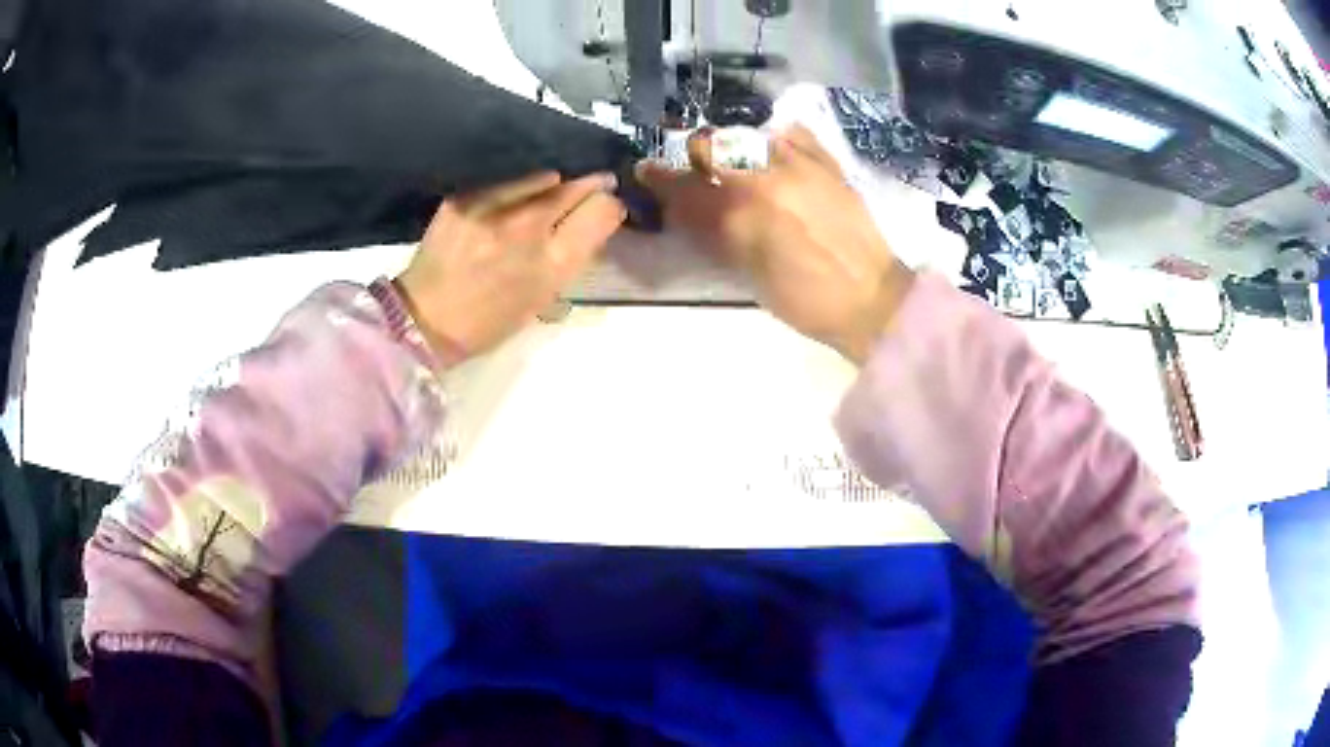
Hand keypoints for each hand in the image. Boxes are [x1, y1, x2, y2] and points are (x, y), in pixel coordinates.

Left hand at [396, 171, 625, 363]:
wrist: (424, 318)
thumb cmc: (489, 320)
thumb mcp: (542, 297)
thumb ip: (571, 256)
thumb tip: (595, 219)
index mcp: (551, 266)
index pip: (601, 211)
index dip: (609, 206)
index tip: (607, 205)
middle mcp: (527, 229)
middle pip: (575, 187)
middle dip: (590, 186)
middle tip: (595, 185)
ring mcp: (493, 209)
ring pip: (544, 178)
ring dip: (551, 187)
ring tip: (544, 199)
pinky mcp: (465, 198)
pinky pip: (507, 183)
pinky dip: (516, 191)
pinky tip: (507, 207)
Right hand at [636, 126, 914, 363]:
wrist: (871, 298)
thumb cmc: (804, 301)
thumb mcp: (748, 275)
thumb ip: (715, 235)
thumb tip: (690, 209)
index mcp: (738, 217)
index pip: (682, 186)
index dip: (659, 177)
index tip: (648, 171)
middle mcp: (762, 179)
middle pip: (709, 143)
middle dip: (696, 155)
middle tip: (702, 170)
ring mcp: (798, 164)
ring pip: (746, 133)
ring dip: (734, 145)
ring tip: (741, 162)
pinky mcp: (827, 161)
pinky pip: (790, 132)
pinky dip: (775, 139)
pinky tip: (776, 156)